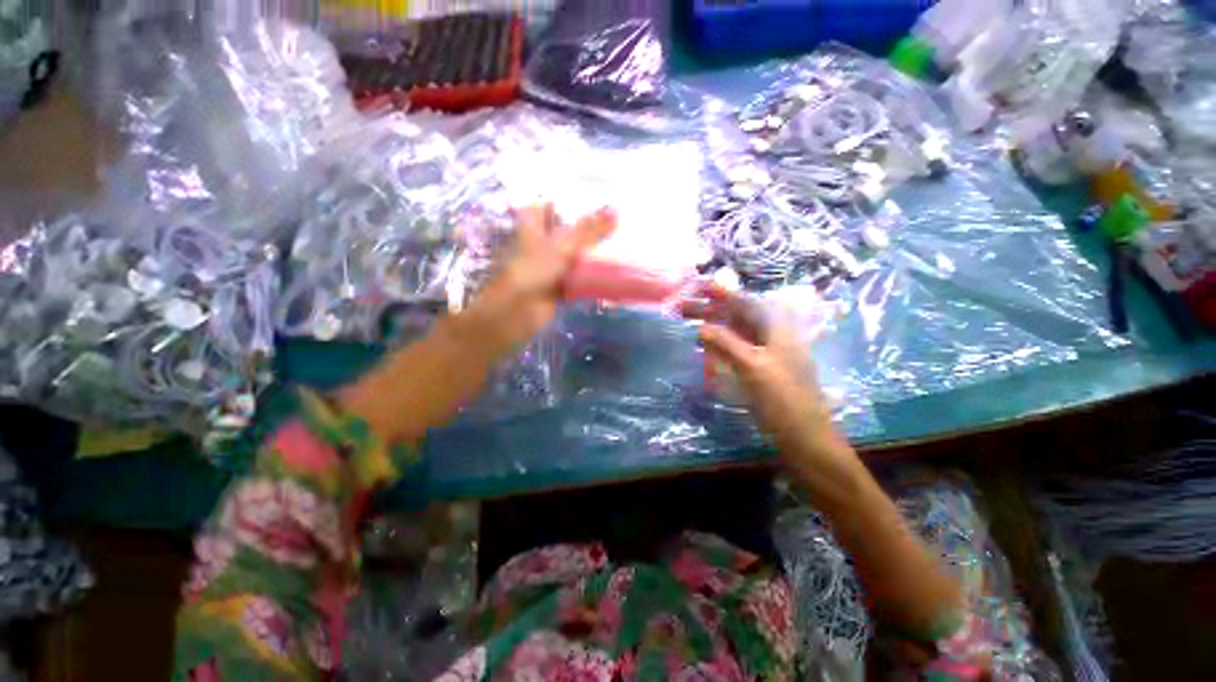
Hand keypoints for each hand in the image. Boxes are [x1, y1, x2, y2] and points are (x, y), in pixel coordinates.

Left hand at [461, 204, 615, 357]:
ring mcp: (551, 268)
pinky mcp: (560, 288)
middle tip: (614, 221)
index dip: (564, 200)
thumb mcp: (562, 247)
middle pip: (564, 232)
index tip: (591, 196)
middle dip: (586, 228)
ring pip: (574, 256)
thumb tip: (616, 210)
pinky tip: (612, 273)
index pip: (546, 206)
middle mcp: (542, 246)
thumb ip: (589, 231)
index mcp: (534, 228)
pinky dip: (593, 277)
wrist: (517, 314)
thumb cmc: (532, 273)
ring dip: (591, 253)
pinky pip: (579, 278)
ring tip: (619, 242)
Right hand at [680, 284, 852, 475]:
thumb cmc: (782, 400)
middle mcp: (773, 337)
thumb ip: (726, 343)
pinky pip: (737, 350)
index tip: (698, 286)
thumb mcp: (753, 367)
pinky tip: (705, 348)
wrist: (804, 438)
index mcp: (777, 330)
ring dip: (713, 327)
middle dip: (711, 311)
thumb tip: (701, 327)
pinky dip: (720, 346)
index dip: (722, 293)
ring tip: (688, 324)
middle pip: (738, 317)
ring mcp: (767, 354)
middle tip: (683, 308)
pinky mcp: (761, 370)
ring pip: (736, 333)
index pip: (746, 303)